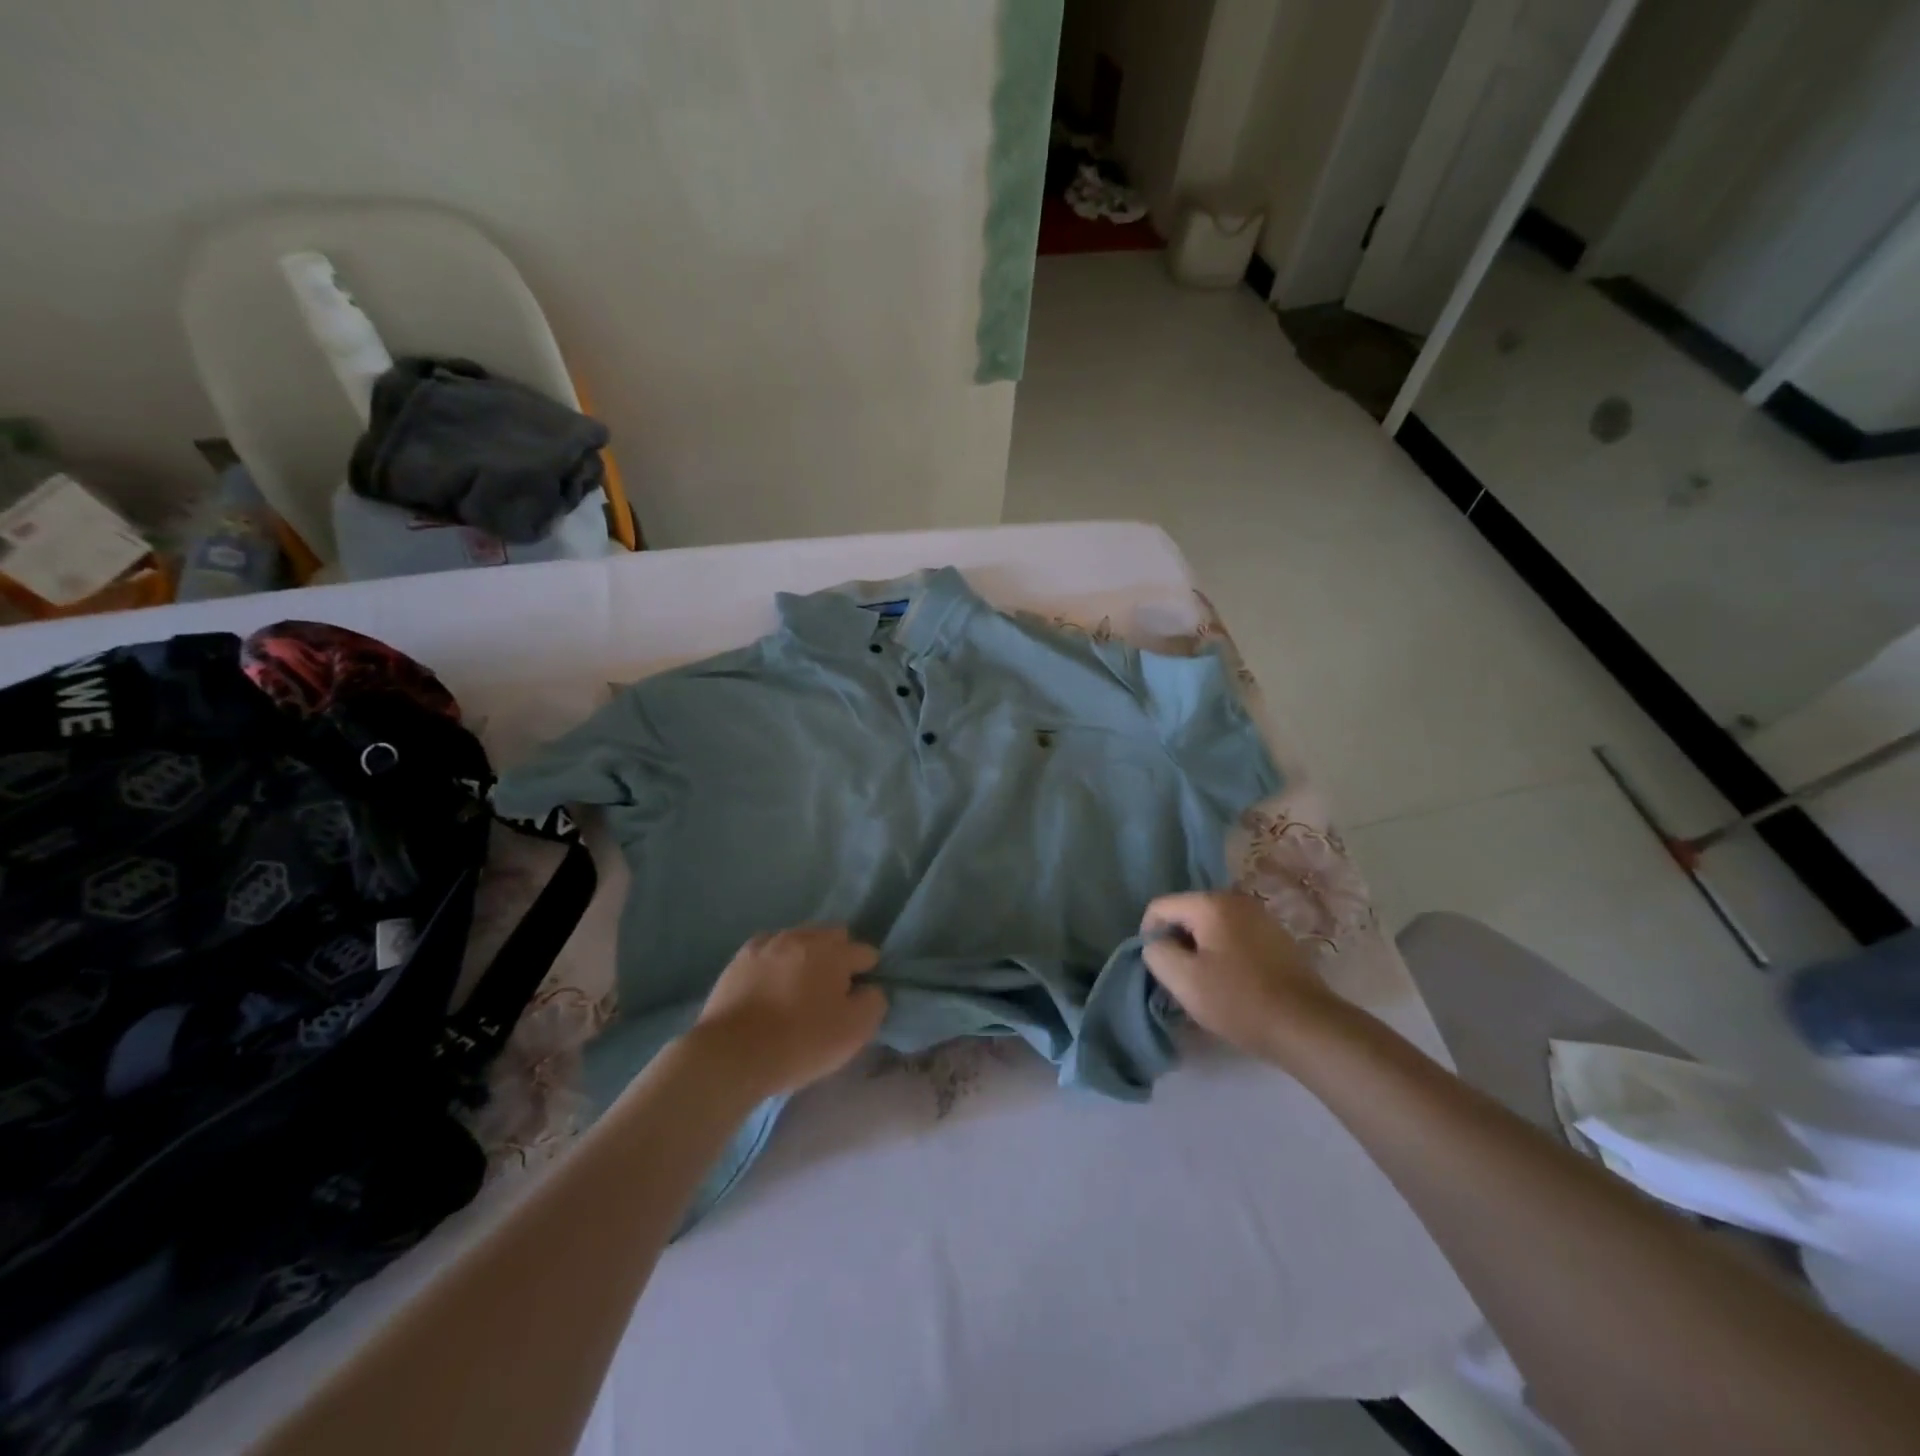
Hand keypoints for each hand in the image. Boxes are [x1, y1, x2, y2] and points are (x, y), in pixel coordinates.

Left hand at [688, 926, 887, 1098]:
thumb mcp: (854, 1031)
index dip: (868, 973)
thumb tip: (870, 989)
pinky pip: (769, 949)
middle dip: (839, 955)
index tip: (860, 996)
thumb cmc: (800, 1042)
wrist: (732, 1054)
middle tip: (833, 988)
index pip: (865, 952)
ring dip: (807, 954)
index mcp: (833, 952)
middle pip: (833, 935)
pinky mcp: (740, 958)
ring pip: (799, 938)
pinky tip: (772, 981)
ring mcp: (768, 944)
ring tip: (800, 985)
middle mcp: (802, 938)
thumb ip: (873, 1003)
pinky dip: (777, 960)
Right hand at [1141, 891, 1343, 1065]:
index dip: (1149, 935)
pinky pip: (1236, 938)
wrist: (1307, 1026)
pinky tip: (1233, 985)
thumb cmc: (1238, 1000)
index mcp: (1211, 903)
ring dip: (1201, 951)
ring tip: (1206, 985)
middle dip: (1178, 943)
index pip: (1160, 907)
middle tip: (1180, 979)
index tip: (1158, 968)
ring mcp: (1261, 917)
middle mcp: (1236, 900)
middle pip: (1188, 914)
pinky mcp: (1278, 938)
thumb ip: (1157, 953)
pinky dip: (1225, 955)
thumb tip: (1157, 944)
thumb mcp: (1184, 980)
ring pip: (1212, 928)